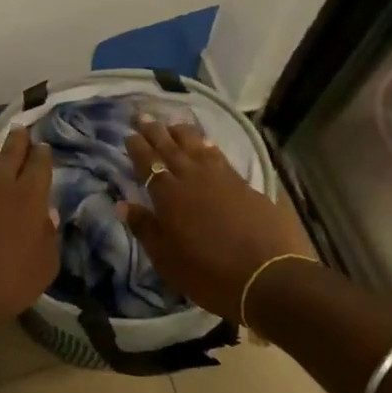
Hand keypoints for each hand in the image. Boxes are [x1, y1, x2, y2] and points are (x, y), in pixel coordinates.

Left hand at [0, 125, 57, 338]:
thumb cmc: (7, 282)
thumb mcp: (43, 267)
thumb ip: (49, 237)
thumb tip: (47, 214)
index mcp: (29, 196)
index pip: (39, 164)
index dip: (43, 153)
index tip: (44, 147)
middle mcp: (1, 184)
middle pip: (11, 152)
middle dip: (19, 139)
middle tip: (21, 129)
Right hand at [119, 118, 315, 319]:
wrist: (269, 277)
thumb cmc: (209, 273)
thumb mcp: (167, 259)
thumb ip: (145, 227)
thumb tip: (122, 203)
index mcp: (168, 195)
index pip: (148, 163)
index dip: (137, 147)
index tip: (129, 134)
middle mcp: (192, 178)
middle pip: (170, 147)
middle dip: (155, 131)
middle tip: (144, 115)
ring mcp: (220, 178)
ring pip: (196, 146)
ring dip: (182, 133)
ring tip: (173, 124)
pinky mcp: (244, 184)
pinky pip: (219, 156)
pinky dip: (208, 146)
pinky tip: (206, 144)